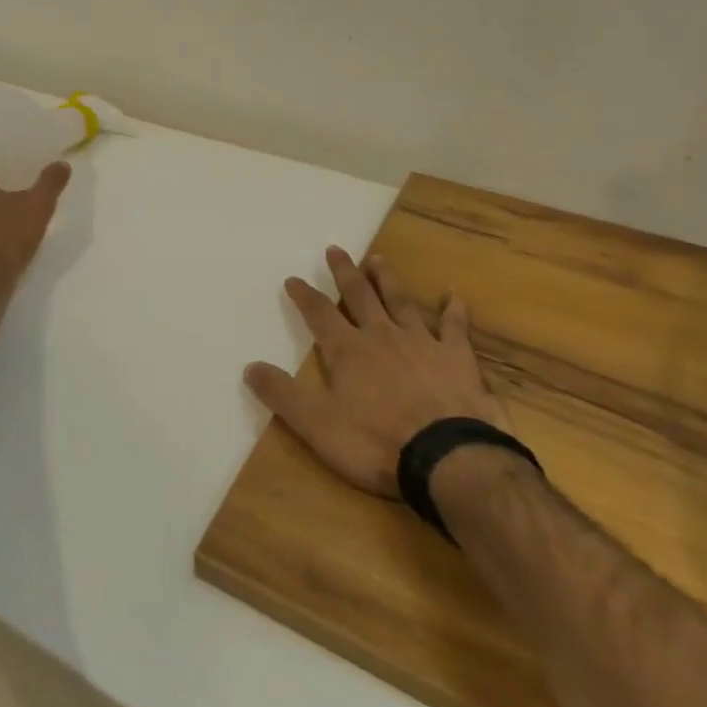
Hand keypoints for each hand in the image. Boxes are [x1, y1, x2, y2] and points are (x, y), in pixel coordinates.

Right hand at [245, 247, 513, 498]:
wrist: (445, 456)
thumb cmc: (375, 441)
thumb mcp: (316, 424)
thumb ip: (282, 394)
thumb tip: (250, 367)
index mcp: (348, 350)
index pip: (320, 314)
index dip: (304, 296)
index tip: (293, 279)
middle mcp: (382, 336)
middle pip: (360, 296)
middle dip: (345, 273)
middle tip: (335, 250)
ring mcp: (422, 343)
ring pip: (401, 302)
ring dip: (388, 281)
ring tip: (378, 260)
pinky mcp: (457, 358)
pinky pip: (455, 327)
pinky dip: (454, 311)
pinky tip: (454, 297)